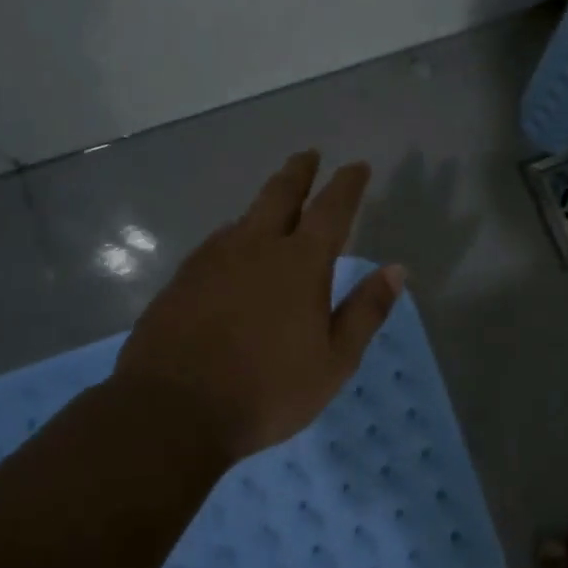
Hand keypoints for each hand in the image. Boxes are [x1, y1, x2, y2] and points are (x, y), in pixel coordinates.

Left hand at [111, 151, 405, 464]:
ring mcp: (212, 260)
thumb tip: (397, 270)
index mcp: (300, 263)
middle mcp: (256, 248)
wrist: (170, 412)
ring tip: (274, 203)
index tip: (357, 166)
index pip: (331, 209)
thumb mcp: (334, 361)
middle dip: (299, 172)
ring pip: (244, 217)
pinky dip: (235, 234)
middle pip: (281, 195)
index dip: (347, 184)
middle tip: (308, 155)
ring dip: (265, 202)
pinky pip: (217, 242)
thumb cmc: (266, 390)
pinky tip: (232, 248)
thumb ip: (366, 311)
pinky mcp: (182, 279)